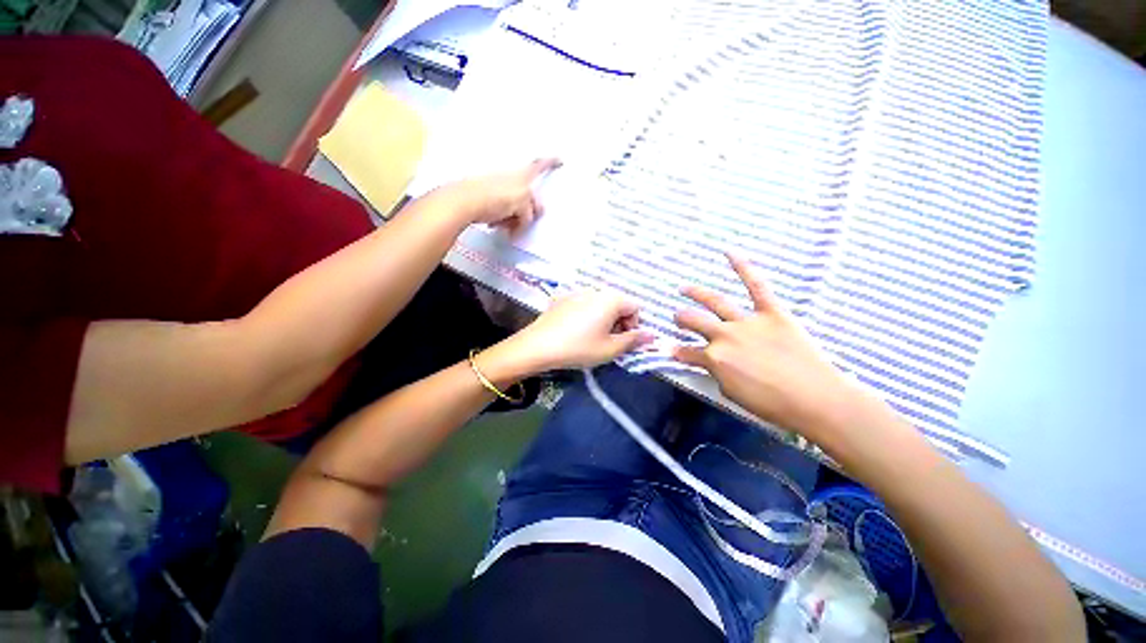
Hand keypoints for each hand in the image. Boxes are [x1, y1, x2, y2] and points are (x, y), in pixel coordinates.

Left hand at [449, 158, 562, 234]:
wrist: (465, 201)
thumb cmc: (495, 199)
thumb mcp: (522, 205)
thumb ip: (530, 211)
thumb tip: (530, 217)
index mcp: (522, 176)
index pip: (539, 167)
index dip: (550, 163)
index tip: (560, 160)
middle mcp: (512, 179)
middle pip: (527, 198)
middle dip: (526, 213)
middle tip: (521, 225)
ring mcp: (498, 186)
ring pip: (514, 207)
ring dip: (513, 219)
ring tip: (504, 227)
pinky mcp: (487, 196)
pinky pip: (501, 210)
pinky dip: (501, 219)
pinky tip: (495, 225)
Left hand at [501, 290, 652, 372]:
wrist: (539, 345)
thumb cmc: (579, 348)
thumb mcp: (610, 349)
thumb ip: (634, 341)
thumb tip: (652, 336)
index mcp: (611, 299)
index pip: (635, 308)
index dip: (633, 326)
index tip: (622, 341)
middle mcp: (596, 290)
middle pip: (618, 304)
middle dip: (618, 323)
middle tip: (607, 342)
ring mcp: (577, 292)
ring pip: (600, 304)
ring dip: (603, 320)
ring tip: (590, 338)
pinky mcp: (562, 298)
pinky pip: (583, 305)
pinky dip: (586, 316)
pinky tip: (574, 331)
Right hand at [673, 254, 860, 439]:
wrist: (816, 399)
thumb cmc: (772, 404)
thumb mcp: (732, 394)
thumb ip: (716, 373)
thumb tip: (712, 363)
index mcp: (714, 358)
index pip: (686, 352)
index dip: (676, 352)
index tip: (669, 349)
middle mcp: (724, 336)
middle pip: (694, 322)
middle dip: (681, 320)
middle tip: (677, 318)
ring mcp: (747, 322)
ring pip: (714, 302)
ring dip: (695, 294)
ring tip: (684, 289)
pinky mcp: (772, 312)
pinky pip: (756, 285)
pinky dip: (743, 267)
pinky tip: (729, 252)